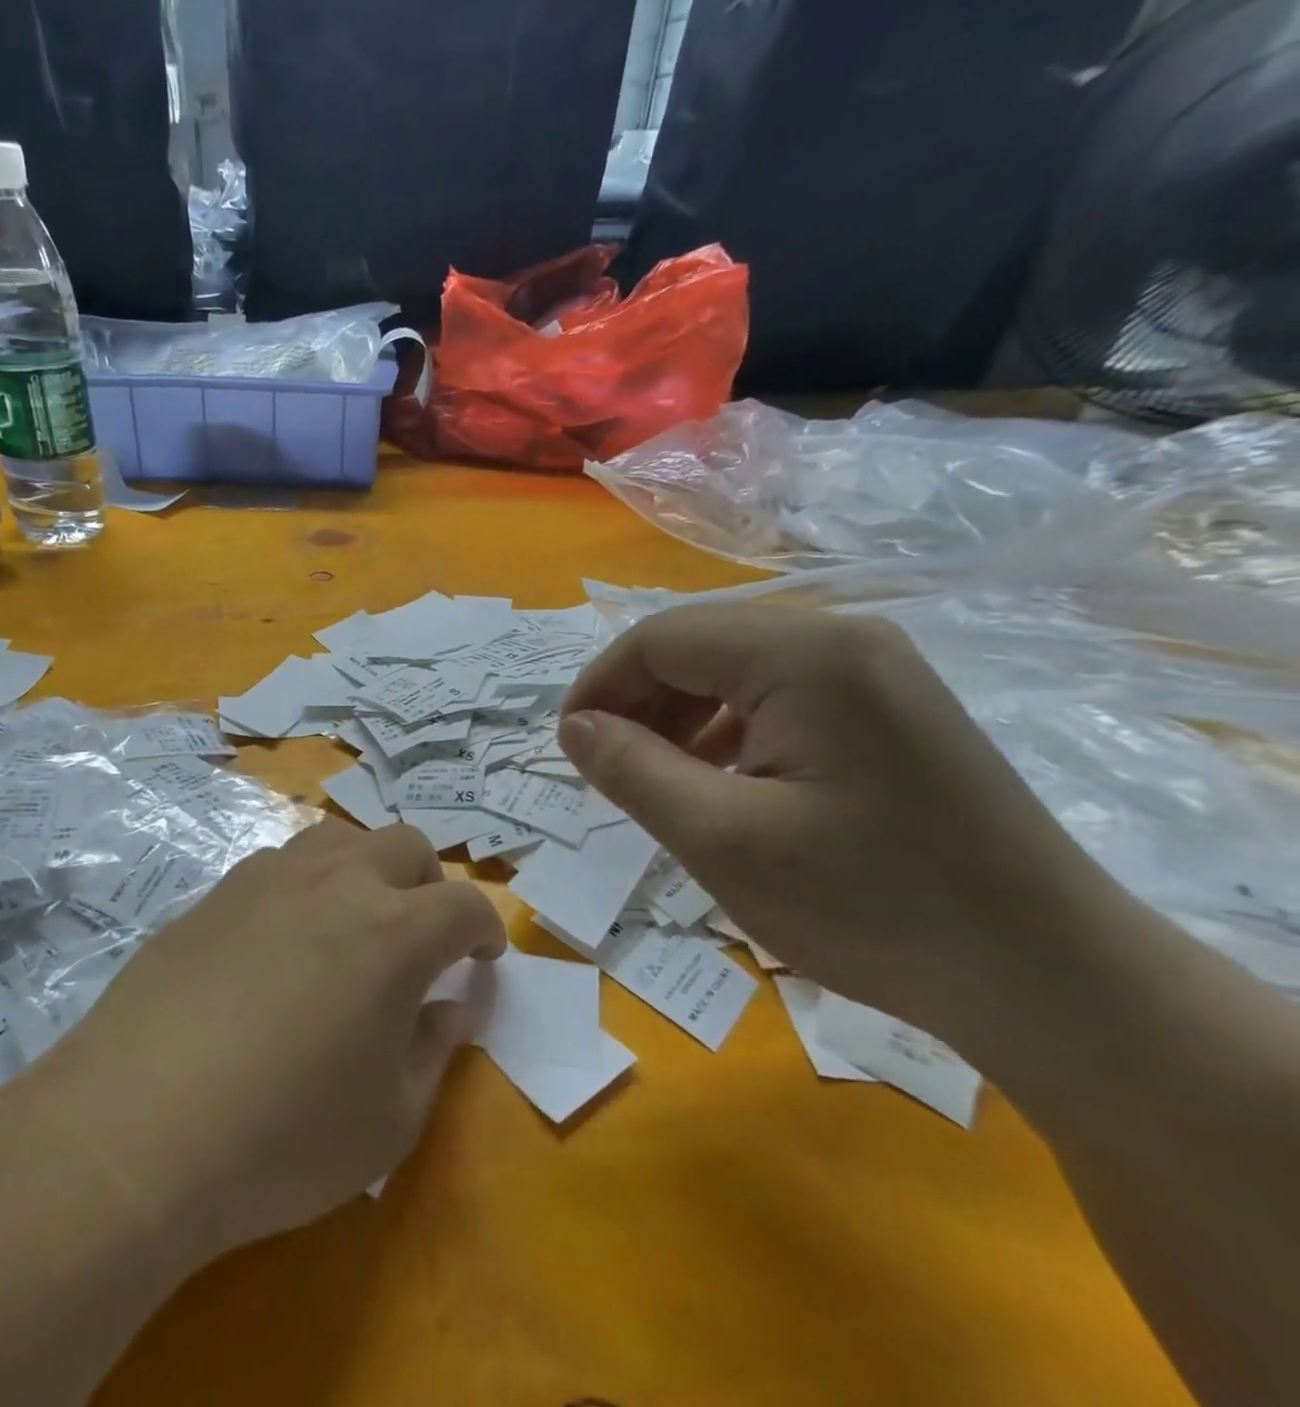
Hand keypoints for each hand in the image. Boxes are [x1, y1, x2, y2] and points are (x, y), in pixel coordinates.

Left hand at [30, 820, 505, 1256]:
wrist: (136, 1128)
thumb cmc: (282, 1138)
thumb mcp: (389, 1121)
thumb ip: (434, 1050)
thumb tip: (451, 1006)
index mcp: (394, 931)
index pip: (464, 904)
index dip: (484, 931)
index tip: (480, 960)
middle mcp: (337, 881)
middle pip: (405, 845)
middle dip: (428, 884)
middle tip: (420, 937)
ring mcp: (270, 876)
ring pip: (339, 838)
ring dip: (364, 870)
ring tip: (351, 926)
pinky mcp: (217, 890)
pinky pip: (280, 864)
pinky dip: (305, 885)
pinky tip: (281, 940)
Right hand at [558, 605, 1133, 1035]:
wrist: (1049, 979)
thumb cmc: (872, 906)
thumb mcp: (721, 840)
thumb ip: (632, 770)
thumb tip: (573, 727)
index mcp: (804, 654)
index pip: (660, 638)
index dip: (598, 686)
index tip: (567, 748)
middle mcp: (843, 639)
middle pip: (699, 646)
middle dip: (637, 702)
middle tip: (607, 771)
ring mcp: (876, 672)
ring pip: (735, 670)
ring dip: (679, 717)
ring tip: (659, 781)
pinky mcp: (889, 709)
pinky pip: (778, 697)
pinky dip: (728, 730)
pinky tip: (723, 783)